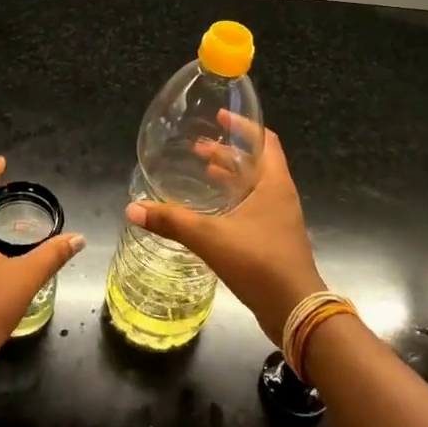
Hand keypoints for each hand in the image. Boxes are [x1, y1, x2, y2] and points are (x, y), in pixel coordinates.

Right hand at [126, 127, 323, 345]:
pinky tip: (211, 211)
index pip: (265, 139)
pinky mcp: (275, 239)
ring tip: (202, 170)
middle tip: (198, 147)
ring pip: (254, 185)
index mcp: (273, 182)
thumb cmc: (259, 262)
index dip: (244, 125)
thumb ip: (172, 221)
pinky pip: (253, 207)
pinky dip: (233, 199)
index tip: (220, 115)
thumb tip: (132, 208)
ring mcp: (280, 218)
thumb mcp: (211, 238)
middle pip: (256, 161)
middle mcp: (280, 195)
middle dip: (228, 151)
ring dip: (230, 176)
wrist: (295, 311)